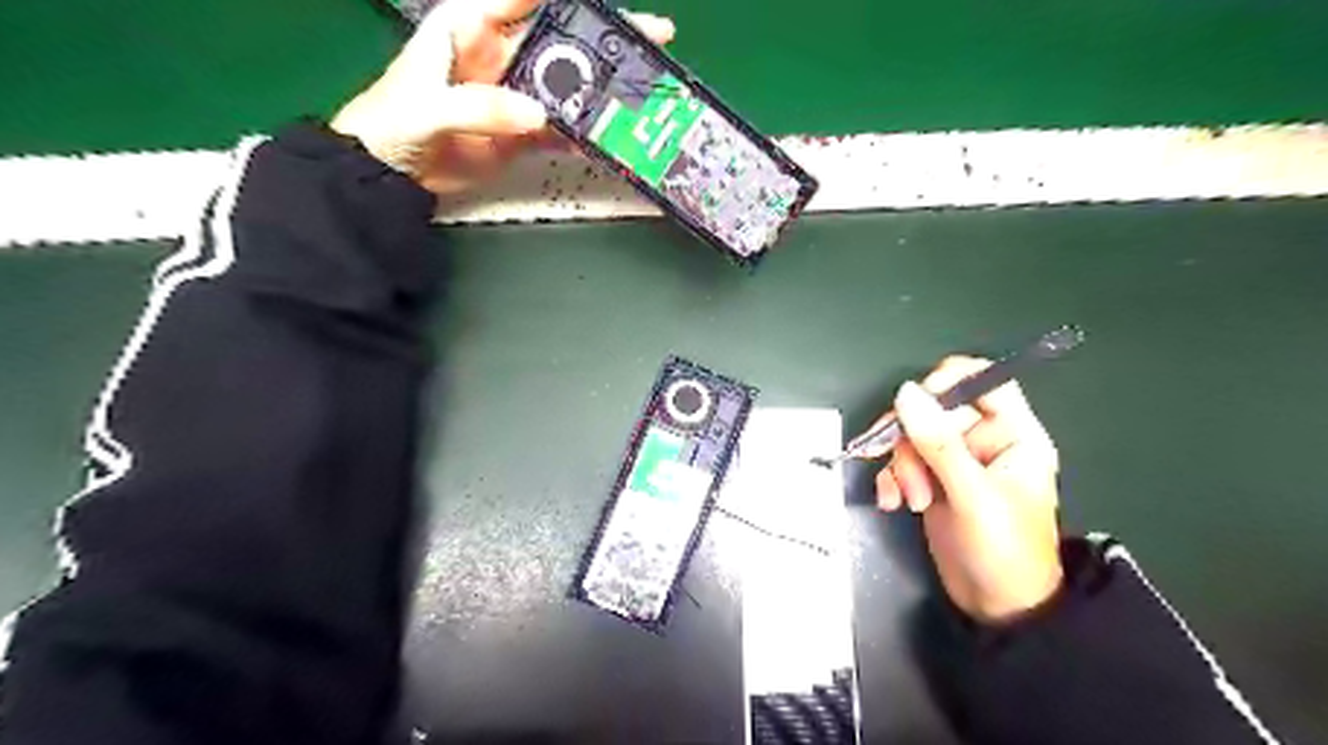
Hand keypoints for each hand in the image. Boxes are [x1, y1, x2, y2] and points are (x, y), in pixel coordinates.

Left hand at [331, 1, 675, 193]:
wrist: (390, 174)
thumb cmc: (392, 121)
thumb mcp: (429, 106)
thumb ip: (480, 107)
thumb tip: (537, 115)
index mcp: (471, 25)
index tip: (606, 6)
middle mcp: (502, 54)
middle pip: (562, 39)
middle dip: (603, 40)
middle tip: (650, 40)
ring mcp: (517, 96)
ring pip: (569, 85)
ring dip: (602, 90)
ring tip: (640, 92)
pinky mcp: (523, 133)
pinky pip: (561, 129)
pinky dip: (584, 133)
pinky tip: (609, 134)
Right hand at [879, 357, 1065, 625]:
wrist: (995, 607)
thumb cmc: (1003, 551)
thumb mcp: (972, 495)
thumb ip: (938, 443)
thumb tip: (905, 392)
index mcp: (1013, 434)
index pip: (983, 381)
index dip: (947, 382)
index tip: (914, 403)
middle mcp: (983, 440)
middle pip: (934, 410)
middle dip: (912, 441)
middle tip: (910, 476)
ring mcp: (954, 460)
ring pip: (912, 436)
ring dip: (900, 466)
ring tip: (908, 499)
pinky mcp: (931, 479)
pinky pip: (900, 461)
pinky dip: (890, 478)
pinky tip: (891, 501)